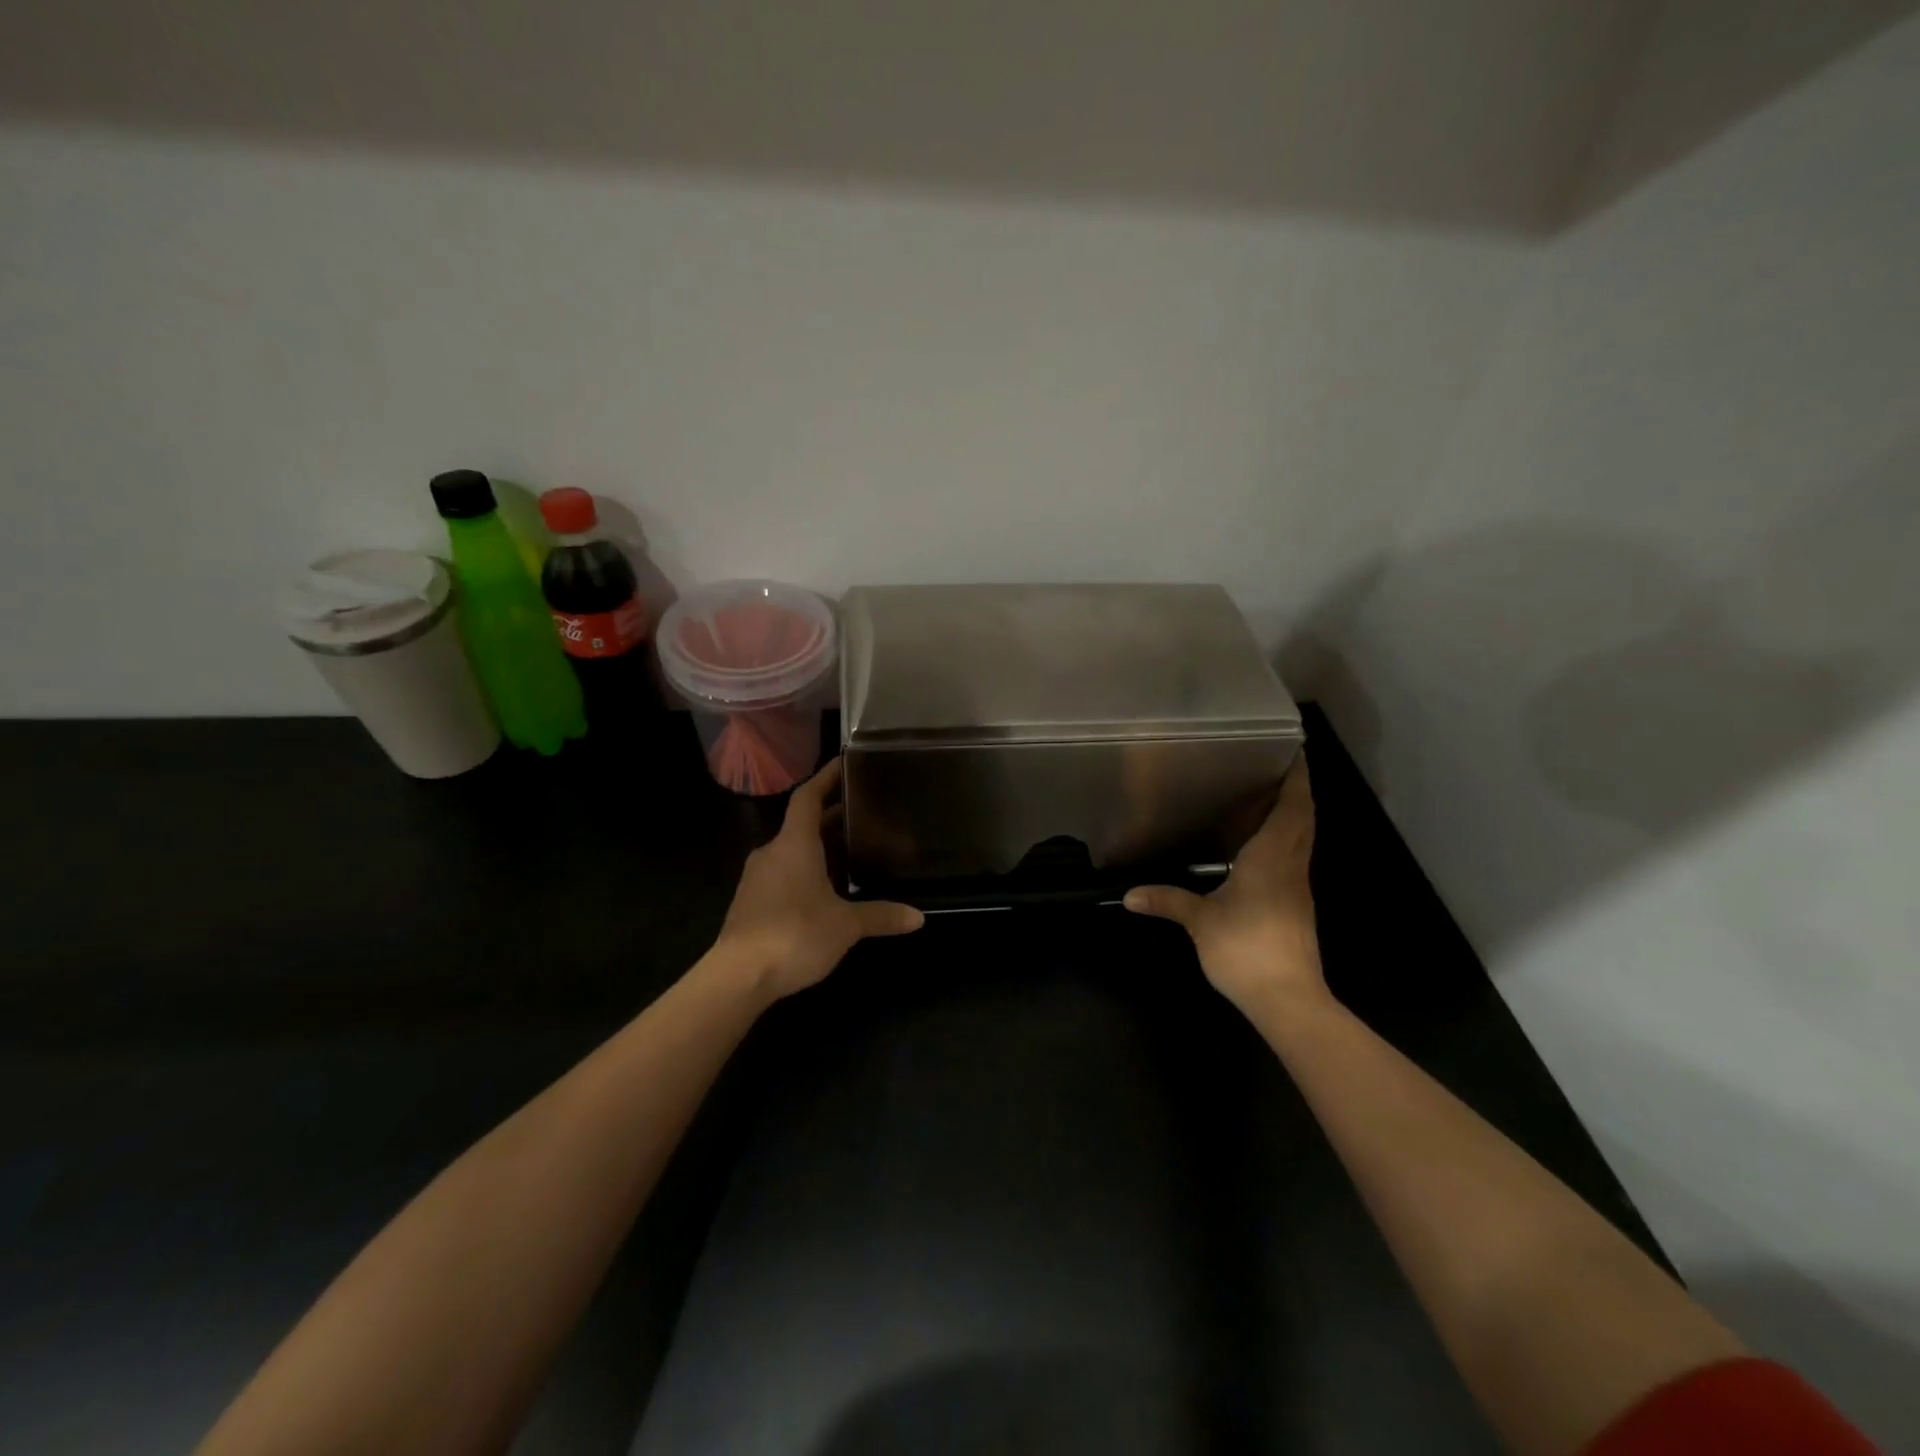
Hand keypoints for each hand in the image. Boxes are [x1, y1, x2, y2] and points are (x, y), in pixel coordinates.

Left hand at [711, 759, 923, 1003]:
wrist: (737, 977)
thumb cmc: (794, 935)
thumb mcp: (845, 925)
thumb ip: (881, 916)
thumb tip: (919, 917)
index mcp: (794, 844)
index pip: (808, 797)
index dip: (825, 777)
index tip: (844, 763)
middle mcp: (772, 852)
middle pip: (802, 823)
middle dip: (831, 816)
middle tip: (863, 812)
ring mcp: (757, 878)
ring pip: (792, 850)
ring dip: (818, 845)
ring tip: (851, 850)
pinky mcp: (751, 902)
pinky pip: (783, 872)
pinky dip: (806, 869)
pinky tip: (825, 889)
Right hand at [1124, 754, 1327, 1016]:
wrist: (1288, 998)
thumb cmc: (1246, 947)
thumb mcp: (1200, 921)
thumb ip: (1168, 901)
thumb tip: (1129, 894)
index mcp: (1272, 857)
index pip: (1294, 808)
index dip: (1298, 779)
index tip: (1295, 752)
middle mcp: (1292, 865)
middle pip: (1305, 819)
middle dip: (1297, 791)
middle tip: (1278, 767)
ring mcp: (1298, 887)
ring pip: (1304, 839)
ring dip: (1296, 815)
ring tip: (1271, 796)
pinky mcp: (1298, 907)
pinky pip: (1296, 859)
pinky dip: (1288, 840)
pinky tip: (1265, 846)